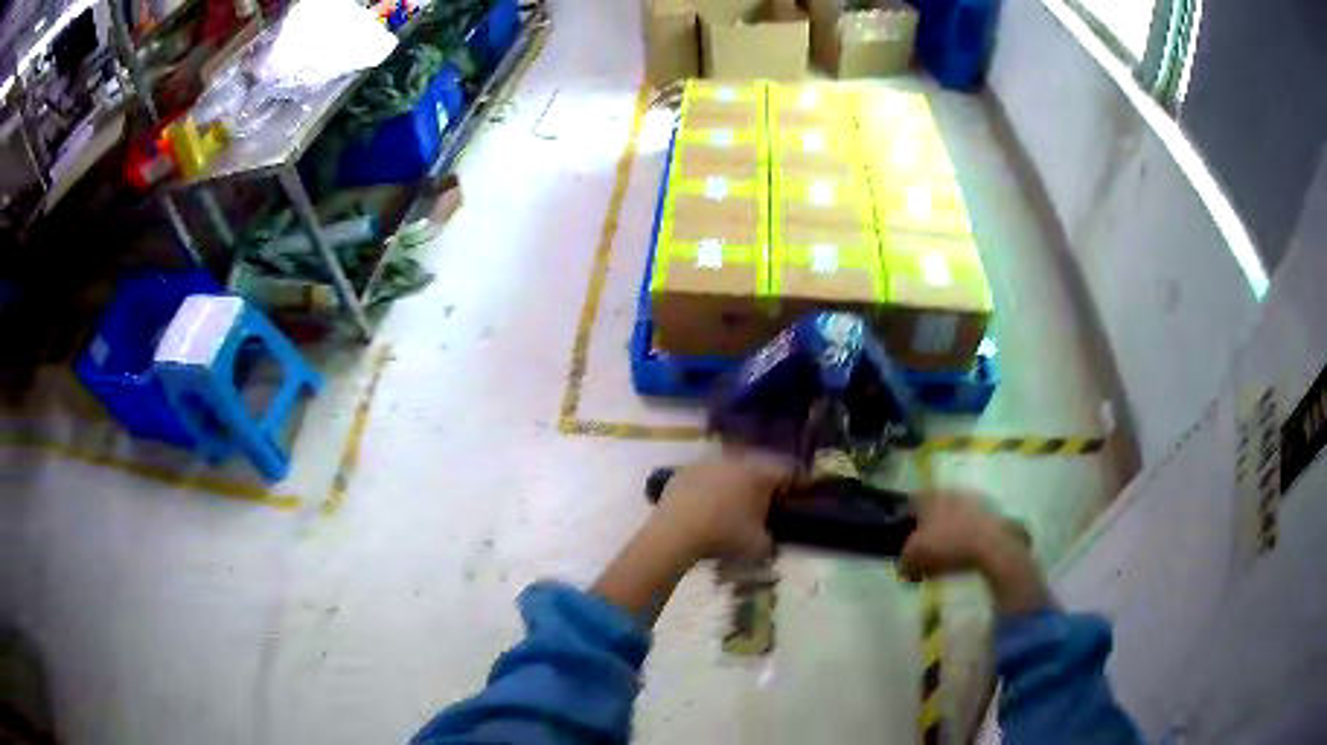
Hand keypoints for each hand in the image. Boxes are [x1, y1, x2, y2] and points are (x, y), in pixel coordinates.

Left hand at [647, 453, 795, 561]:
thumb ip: (772, 542)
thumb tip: (771, 542)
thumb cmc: (723, 537)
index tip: (801, 491)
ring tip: (738, 501)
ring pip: (732, 468)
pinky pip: (707, 476)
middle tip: (770, 498)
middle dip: (767, 481)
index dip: (799, 481)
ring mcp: (708, 463)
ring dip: (738, 482)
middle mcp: (736, 460)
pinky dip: (713, 486)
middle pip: (760, 465)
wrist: (674, 533)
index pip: (789, 470)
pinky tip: (709, 504)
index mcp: (759, 473)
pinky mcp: (685, 471)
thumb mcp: (758, 547)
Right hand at [900, 490, 1049, 615]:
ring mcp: (973, 500)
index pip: (911, 505)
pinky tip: (964, 554)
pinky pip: (970, 526)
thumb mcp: (914, 557)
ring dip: (948, 532)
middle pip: (934, 510)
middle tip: (924, 549)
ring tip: (945, 555)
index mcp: (930, 497)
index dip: (905, 523)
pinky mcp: (990, 513)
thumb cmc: (948, 545)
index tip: (904, 539)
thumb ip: (904, 560)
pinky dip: (965, 537)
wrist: (992, 545)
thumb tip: (904, 565)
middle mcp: (950, 492)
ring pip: (953, 517)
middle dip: (929, 528)